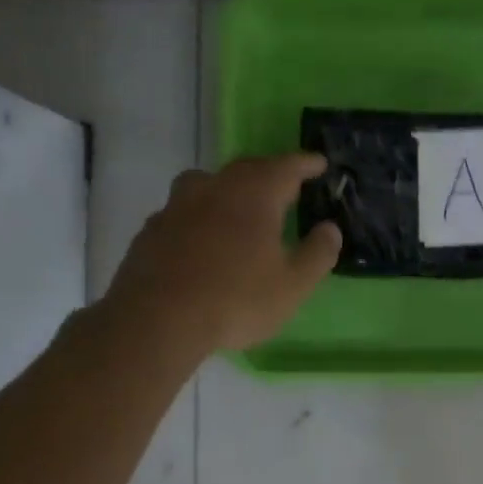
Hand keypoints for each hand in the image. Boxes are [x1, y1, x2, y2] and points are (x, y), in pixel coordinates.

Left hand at [101, 154, 341, 355]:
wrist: (157, 320)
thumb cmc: (236, 300)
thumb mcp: (293, 285)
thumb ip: (317, 253)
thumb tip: (330, 229)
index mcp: (255, 195)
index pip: (286, 167)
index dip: (306, 163)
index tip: (319, 162)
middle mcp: (215, 189)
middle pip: (246, 169)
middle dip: (269, 172)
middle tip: (285, 185)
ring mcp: (177, 206)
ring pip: (207, 182)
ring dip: (228, 187)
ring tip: (238, 205)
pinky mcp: (152, 229)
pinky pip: (183, 210)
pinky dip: (200, 214)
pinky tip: (202, 238)